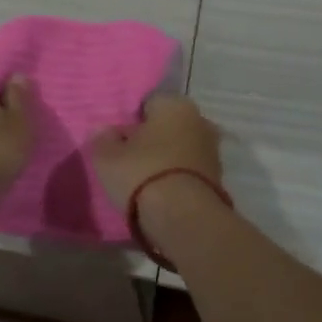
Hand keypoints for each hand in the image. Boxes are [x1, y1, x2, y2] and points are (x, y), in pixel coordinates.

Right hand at [88, 94, 222, 214]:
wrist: (184, 217)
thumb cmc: (142, 173)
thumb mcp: (106, 157)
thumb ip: (102, 139)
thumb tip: (105, 132)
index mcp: (175, 104)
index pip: (148, 104)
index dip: (130, 121)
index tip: (117, 140)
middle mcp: (199, 120)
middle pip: (167, 126)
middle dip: (151, 139)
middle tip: (128, 159)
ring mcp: (212, 151)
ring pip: (180, 149)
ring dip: (165, 160)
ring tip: (142, 181)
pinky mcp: (218, 179)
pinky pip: (188, 171)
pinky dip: (176, 178)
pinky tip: (160, 194)